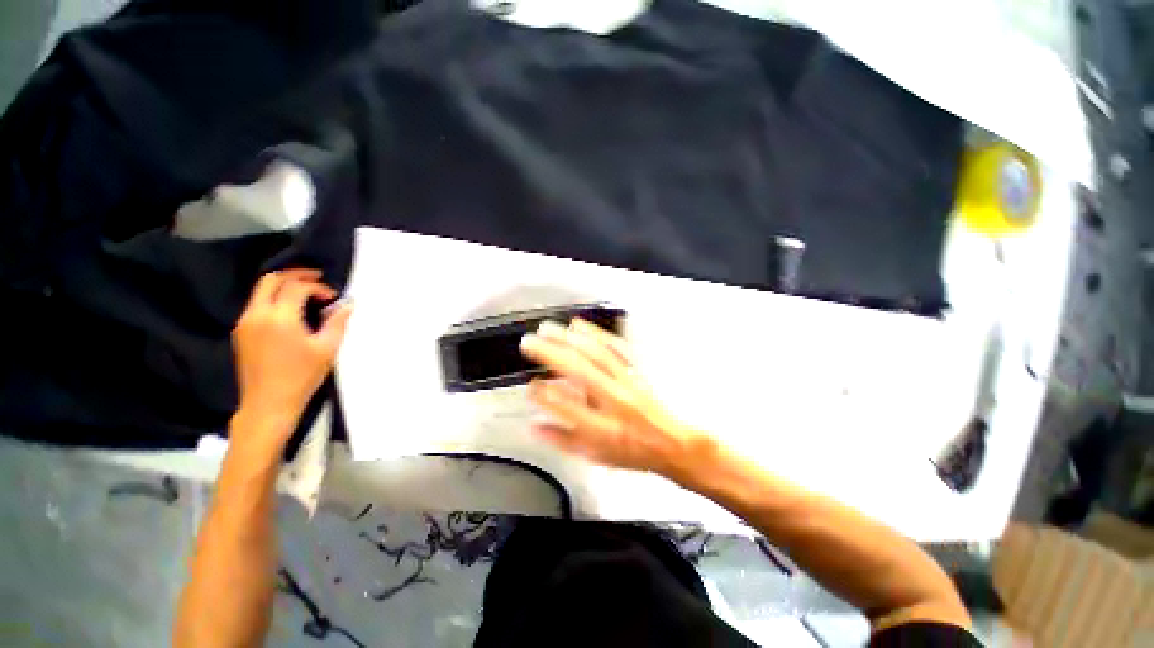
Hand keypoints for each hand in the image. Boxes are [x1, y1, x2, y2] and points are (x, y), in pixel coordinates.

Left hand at [232, 269, 351, 448]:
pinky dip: (273, 298)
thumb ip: (337, 322)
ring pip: (260, 290)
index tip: (333, 298)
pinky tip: (290, 309)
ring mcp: (245, 323)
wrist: (268, 403)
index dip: (317, 287)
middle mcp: (257, 314)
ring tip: (305, 292)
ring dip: (283, 285)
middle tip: (316, 278)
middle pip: (271, 280)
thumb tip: (347, 304)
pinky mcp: (241, 332)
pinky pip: (256, 304)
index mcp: (279, 318)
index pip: (297, 287)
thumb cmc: (302, 376)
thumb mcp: (327, 349)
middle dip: (295, 275)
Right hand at [519, 319, 703, 474]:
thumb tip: (534, 426)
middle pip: (581, 371)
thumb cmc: (632, 451)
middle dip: (551, 354)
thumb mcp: (596, 455)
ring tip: (547, 329)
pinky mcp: (635, 369)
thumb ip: (563, 441)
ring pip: (596, 354)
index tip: (531, 385)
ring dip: (569, 339)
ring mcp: (628, 381)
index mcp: (606, 428)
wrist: (672, 443)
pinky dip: (595, 333)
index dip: (547, 397)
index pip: (570, 409)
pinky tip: (578, 325)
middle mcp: (616, 401)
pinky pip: (615, 347)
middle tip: (529, 342)